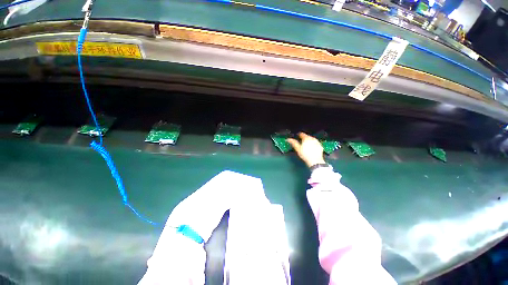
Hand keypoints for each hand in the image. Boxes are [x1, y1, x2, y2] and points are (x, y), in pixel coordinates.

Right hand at [287, 132, 324, 167]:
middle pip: (307, 136)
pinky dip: (313, 144)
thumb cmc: (305, 154)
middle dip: (304, 138)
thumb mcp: (298, 149)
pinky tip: (311, 148)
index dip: (298, 135)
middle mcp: (312, 138)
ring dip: (308, 141)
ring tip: (306, 145)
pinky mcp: (320, 146)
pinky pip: (315, 143)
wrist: (315, 161)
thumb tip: (288, 139)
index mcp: (306, 138)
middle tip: (301, 142)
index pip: (301, 134)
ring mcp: (317, 142)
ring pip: (311, 139)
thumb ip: (293, 143)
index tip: (297, 136)